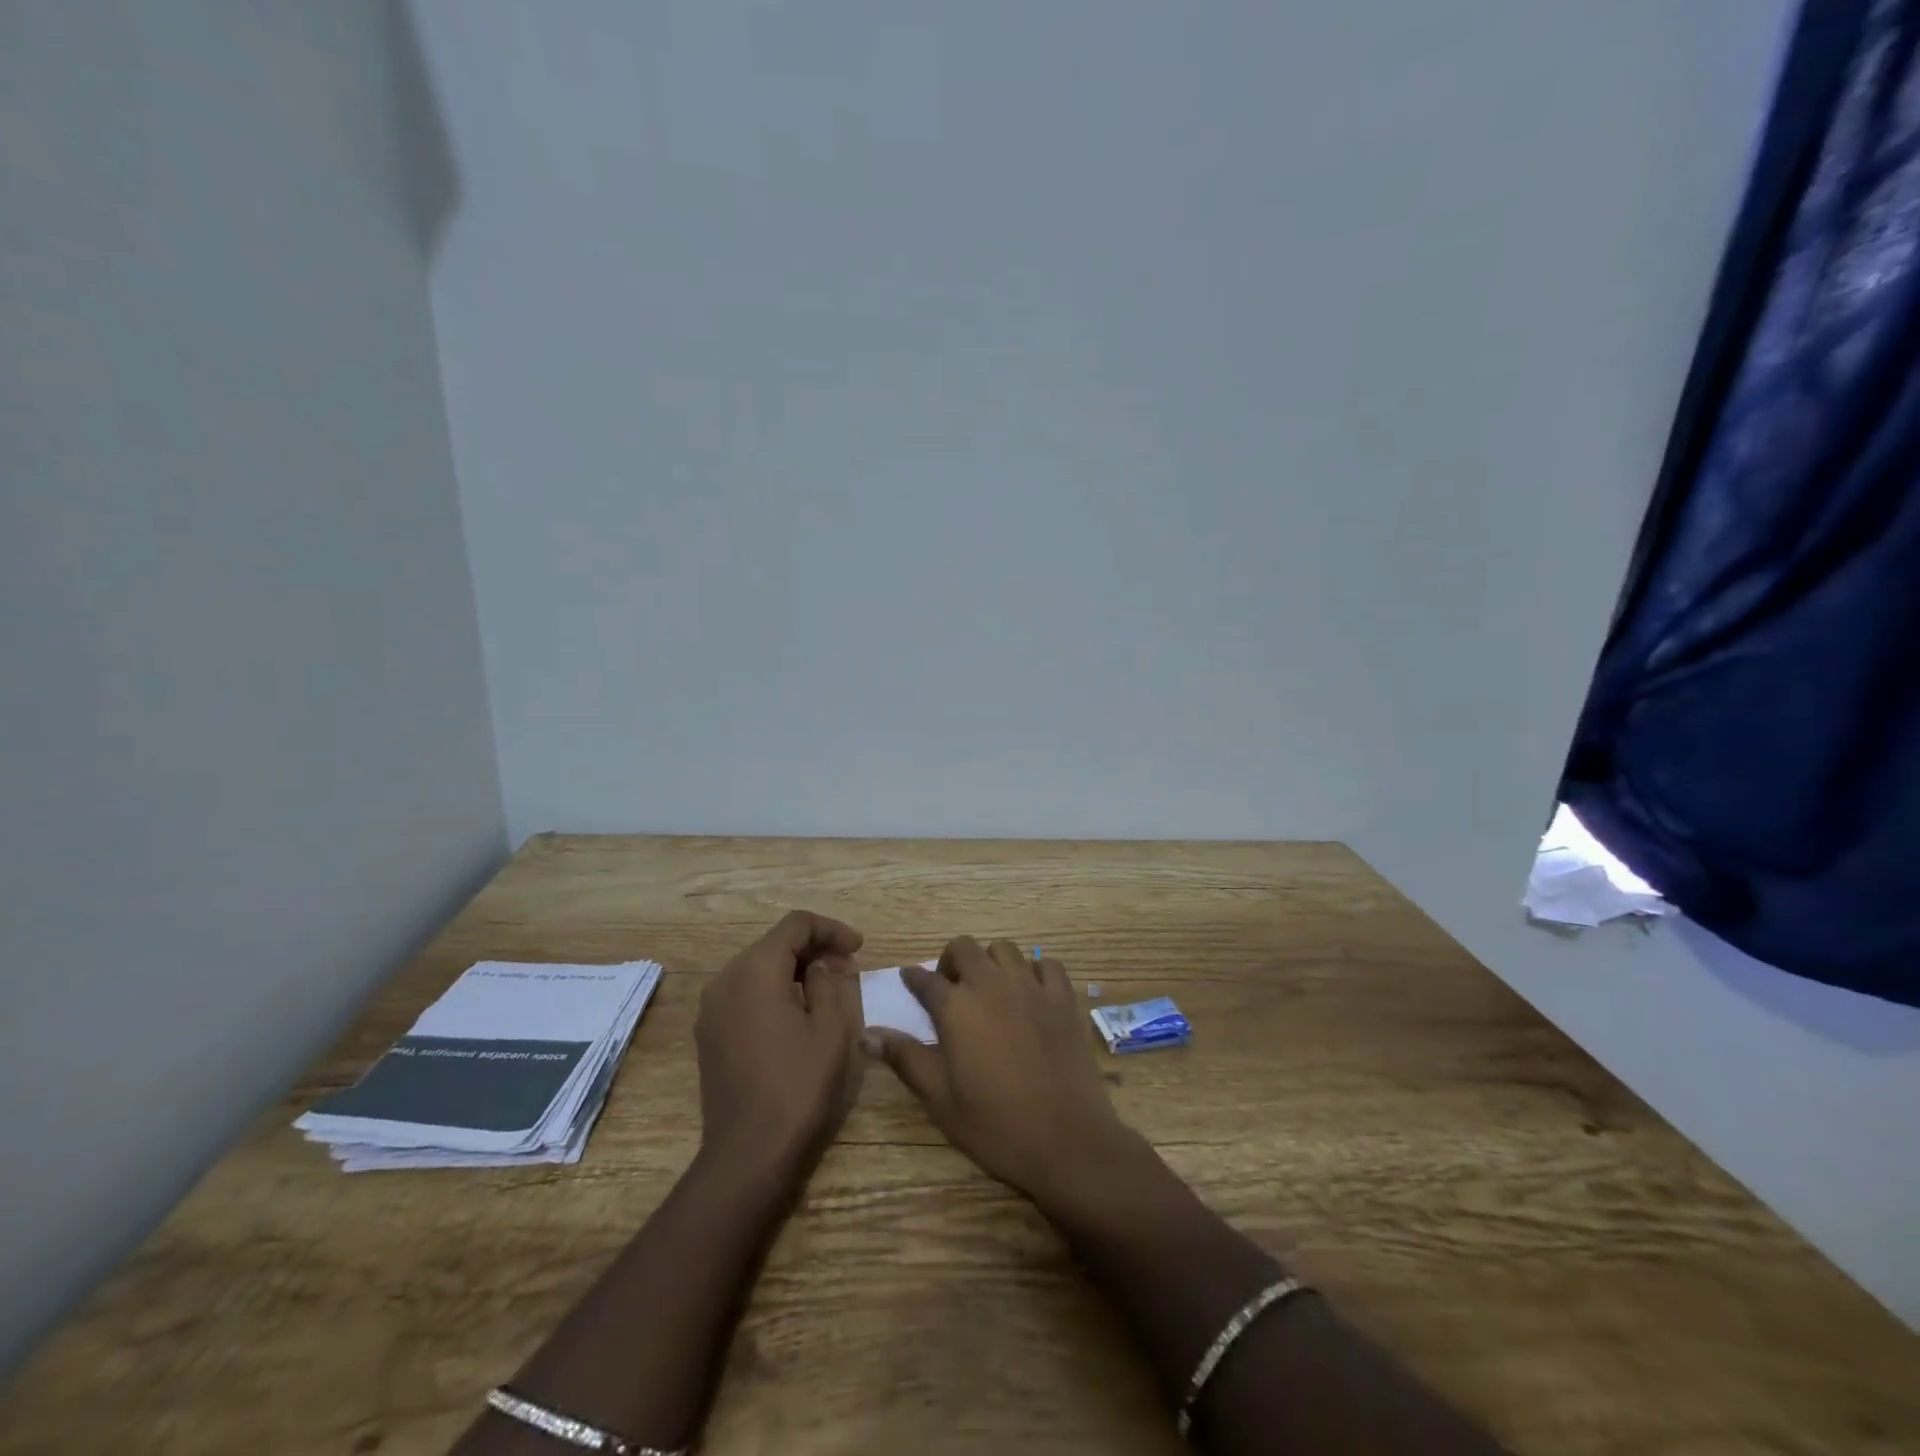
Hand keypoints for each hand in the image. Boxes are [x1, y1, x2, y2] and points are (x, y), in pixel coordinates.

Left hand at [696, 911, 864, 1172]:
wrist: (748, 1153)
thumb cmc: (798, 1085)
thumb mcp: (831, 1028)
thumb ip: (828, 983)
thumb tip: (819, 967)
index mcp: (756, 970)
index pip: (796, 925)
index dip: (831, 929)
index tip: (859, 947)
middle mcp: (726, 979)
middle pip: (774, 943)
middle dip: (814, 948)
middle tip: (849, 966)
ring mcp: (712, 1008)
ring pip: (759, 968)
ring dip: (795, 969)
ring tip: (829, 987)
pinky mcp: (710, 1033)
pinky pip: (746, 993)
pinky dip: (775, 990)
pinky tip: (799, 1011)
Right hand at [870, 936, 1130, 1200]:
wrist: (1066, 1139)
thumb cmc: (995, 1125)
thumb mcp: (940, 1099)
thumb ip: (905, 1058)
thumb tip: (867, 1034)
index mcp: (956, 1008)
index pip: (925, 979)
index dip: (913, 979)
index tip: (909, 981)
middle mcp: (991, 984)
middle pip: (964, 947)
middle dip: (951, 960)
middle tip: (951, 988)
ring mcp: (1031, 987)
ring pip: (1004, 949)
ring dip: (990, 961)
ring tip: (990, 987)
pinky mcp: (1063, 998)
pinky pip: (1046, 965)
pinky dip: (1035, 971)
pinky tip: (1031, 992)